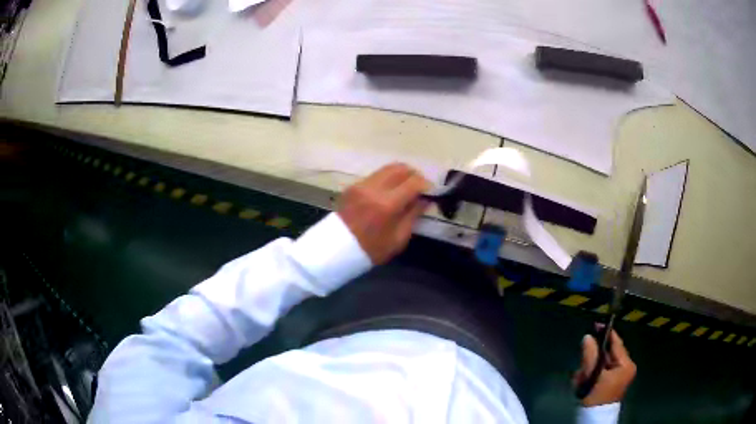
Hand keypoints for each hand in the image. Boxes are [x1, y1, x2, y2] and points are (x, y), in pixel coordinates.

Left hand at [338, 163, 429, 264]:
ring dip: (401, 175)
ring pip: (387, 168)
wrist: (337, 250)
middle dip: (414, 175)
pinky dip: (387, 180)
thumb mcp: (398, 239)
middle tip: (419, 188)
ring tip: (406, 189)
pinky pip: (376, 175)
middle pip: (400, 168)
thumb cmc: (371, 250)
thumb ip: (413, 215)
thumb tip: (424, 200)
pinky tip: (390, 193)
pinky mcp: (353, 186)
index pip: (414, 182)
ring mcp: (361, 185)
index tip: (431, 193)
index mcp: (387, 204)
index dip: (426, 185)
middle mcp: (373, 188)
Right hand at [573, 329, 636, 406]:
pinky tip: (583, 383)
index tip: (597, 324)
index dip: (607, 333)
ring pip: (602, 364)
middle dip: (593, 358)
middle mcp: (626, 368)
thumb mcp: (592, 376)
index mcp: (626, 365)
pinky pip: (600, 372)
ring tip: (581, 379)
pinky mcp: (611, 383)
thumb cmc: (597, 398)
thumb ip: (590, 356)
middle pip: (608, 355)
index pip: (617, 344)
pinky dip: (591, 375)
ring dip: (589, 369)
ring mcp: (619, 376)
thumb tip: (587, 337)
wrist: (594, 419)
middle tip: (582, 364)